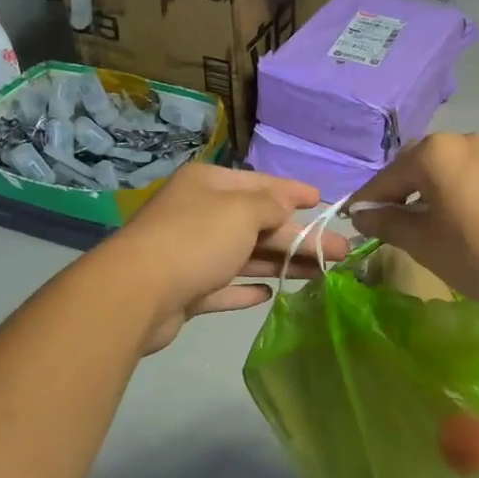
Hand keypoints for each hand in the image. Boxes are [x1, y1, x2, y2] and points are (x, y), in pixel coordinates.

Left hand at [96, 162, 349, 353]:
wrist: (137, 293)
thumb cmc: (196, 240)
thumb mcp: (242, 211)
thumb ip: (271, 206)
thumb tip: (285, 205)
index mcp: (209, 185)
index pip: (261, 184)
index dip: (294, 192)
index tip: (323, 201)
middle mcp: (199, 214)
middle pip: (258, 224)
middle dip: (299, 237)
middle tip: (341, 252)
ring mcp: (191, 254)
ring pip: (245, 256)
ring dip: (281, 263)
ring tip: (320, 274)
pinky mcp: (186, 290)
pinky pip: (224, 286)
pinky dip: (246, 289)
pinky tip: (269, 294)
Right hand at [349, 134, 478, 316]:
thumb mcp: (424, 243)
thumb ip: (388, 223)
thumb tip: (361, 214)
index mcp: (434, 152)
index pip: (386, 178)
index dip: (367, 202)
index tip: (353, 222)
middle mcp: (464, 140)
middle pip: (417, 166)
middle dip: (399, 193)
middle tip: (388, 224)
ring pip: (448, 170)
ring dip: (430, 192)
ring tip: (426, 224)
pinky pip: (474, 176)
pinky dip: (459, 193)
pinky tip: (463, 219)